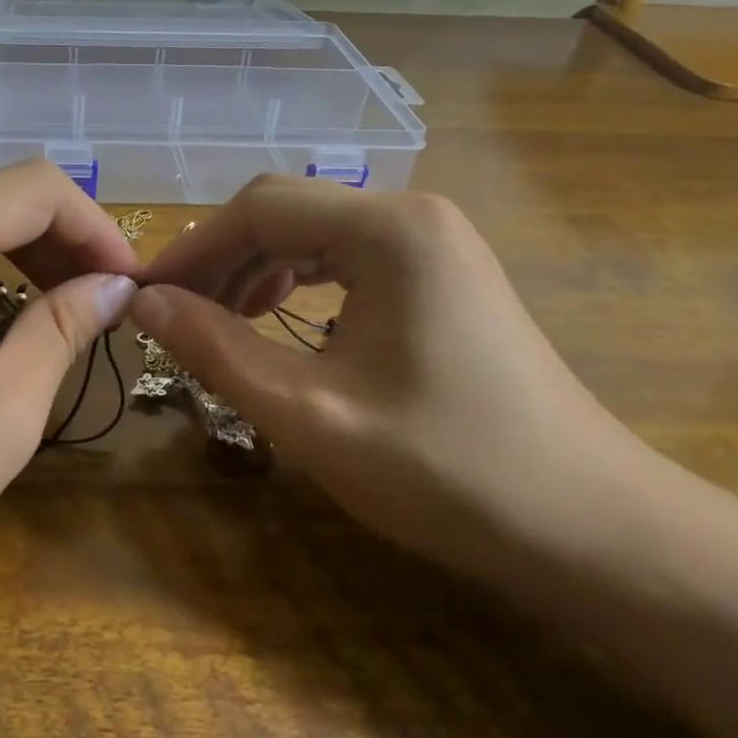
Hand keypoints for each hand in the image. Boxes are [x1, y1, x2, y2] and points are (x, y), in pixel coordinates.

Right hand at [132, 177, 655, 582]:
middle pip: (285, 212)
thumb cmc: (447, 471)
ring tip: (219, 320)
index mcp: (387, 229)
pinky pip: (347, 257)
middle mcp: (412, 214)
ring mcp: (434, 241)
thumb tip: (144, 303)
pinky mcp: (442, 272)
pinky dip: (298, 281)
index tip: (145, 297)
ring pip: (313, 233)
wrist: (592, 529)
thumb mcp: (309, 414)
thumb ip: (217, 349)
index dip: (191, 249)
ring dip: (255, 269)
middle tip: (174, 316)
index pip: (258, 209)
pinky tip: (280, 319)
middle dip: (221, 260)